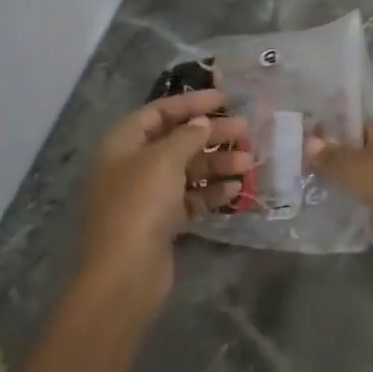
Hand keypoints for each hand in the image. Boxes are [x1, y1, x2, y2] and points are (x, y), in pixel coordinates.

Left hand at [83, 90, 250, 307]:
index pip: (159, 111)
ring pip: (187, 170)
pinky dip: (211, 191)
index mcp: (123, 143)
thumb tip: (201, 123)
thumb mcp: (164, 159)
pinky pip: (190, 198)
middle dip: (211, 134)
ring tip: (249, 162)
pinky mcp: (161, 221)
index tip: (225, 98)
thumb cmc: (140, 204)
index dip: (192, 103)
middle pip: (176, 140)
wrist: (126, 273)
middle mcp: (132, 165)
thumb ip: (187, 136)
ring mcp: (146, 195)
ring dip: (217, 163)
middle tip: (246, 130)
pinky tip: (235, 189)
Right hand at [308, 121, 372, 252]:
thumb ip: (330, 158)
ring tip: (341, 209)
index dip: (338, 140)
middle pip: (371, 157)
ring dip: (367, 197)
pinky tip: (367, 231)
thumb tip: (311, 142)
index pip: (359, 128)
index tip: (318, 156)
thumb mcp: (351, 169)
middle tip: (325, 185)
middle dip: (351, 171)